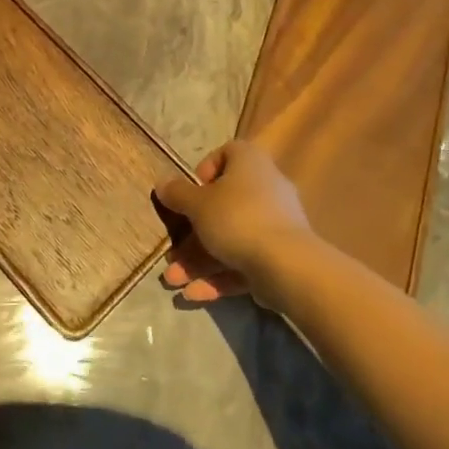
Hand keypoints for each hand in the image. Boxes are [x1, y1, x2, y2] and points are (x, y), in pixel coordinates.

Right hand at [155, 139, 314, 304]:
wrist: (286, 264)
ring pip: (230, 238)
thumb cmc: (236, 218)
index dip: (204, 171)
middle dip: (192, 234)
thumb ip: (177, 194)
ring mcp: (275, 224)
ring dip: (199, 260)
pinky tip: (195, 294)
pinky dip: (220, 275)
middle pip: (222, 206)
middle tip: (171, 253)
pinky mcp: (280, 256)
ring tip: (173, 281)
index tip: (189, 194)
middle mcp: (266, 187)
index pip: (227, 154)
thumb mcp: (197, 204)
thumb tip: (162, 183)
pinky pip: (244, 260)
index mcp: (249, 162)